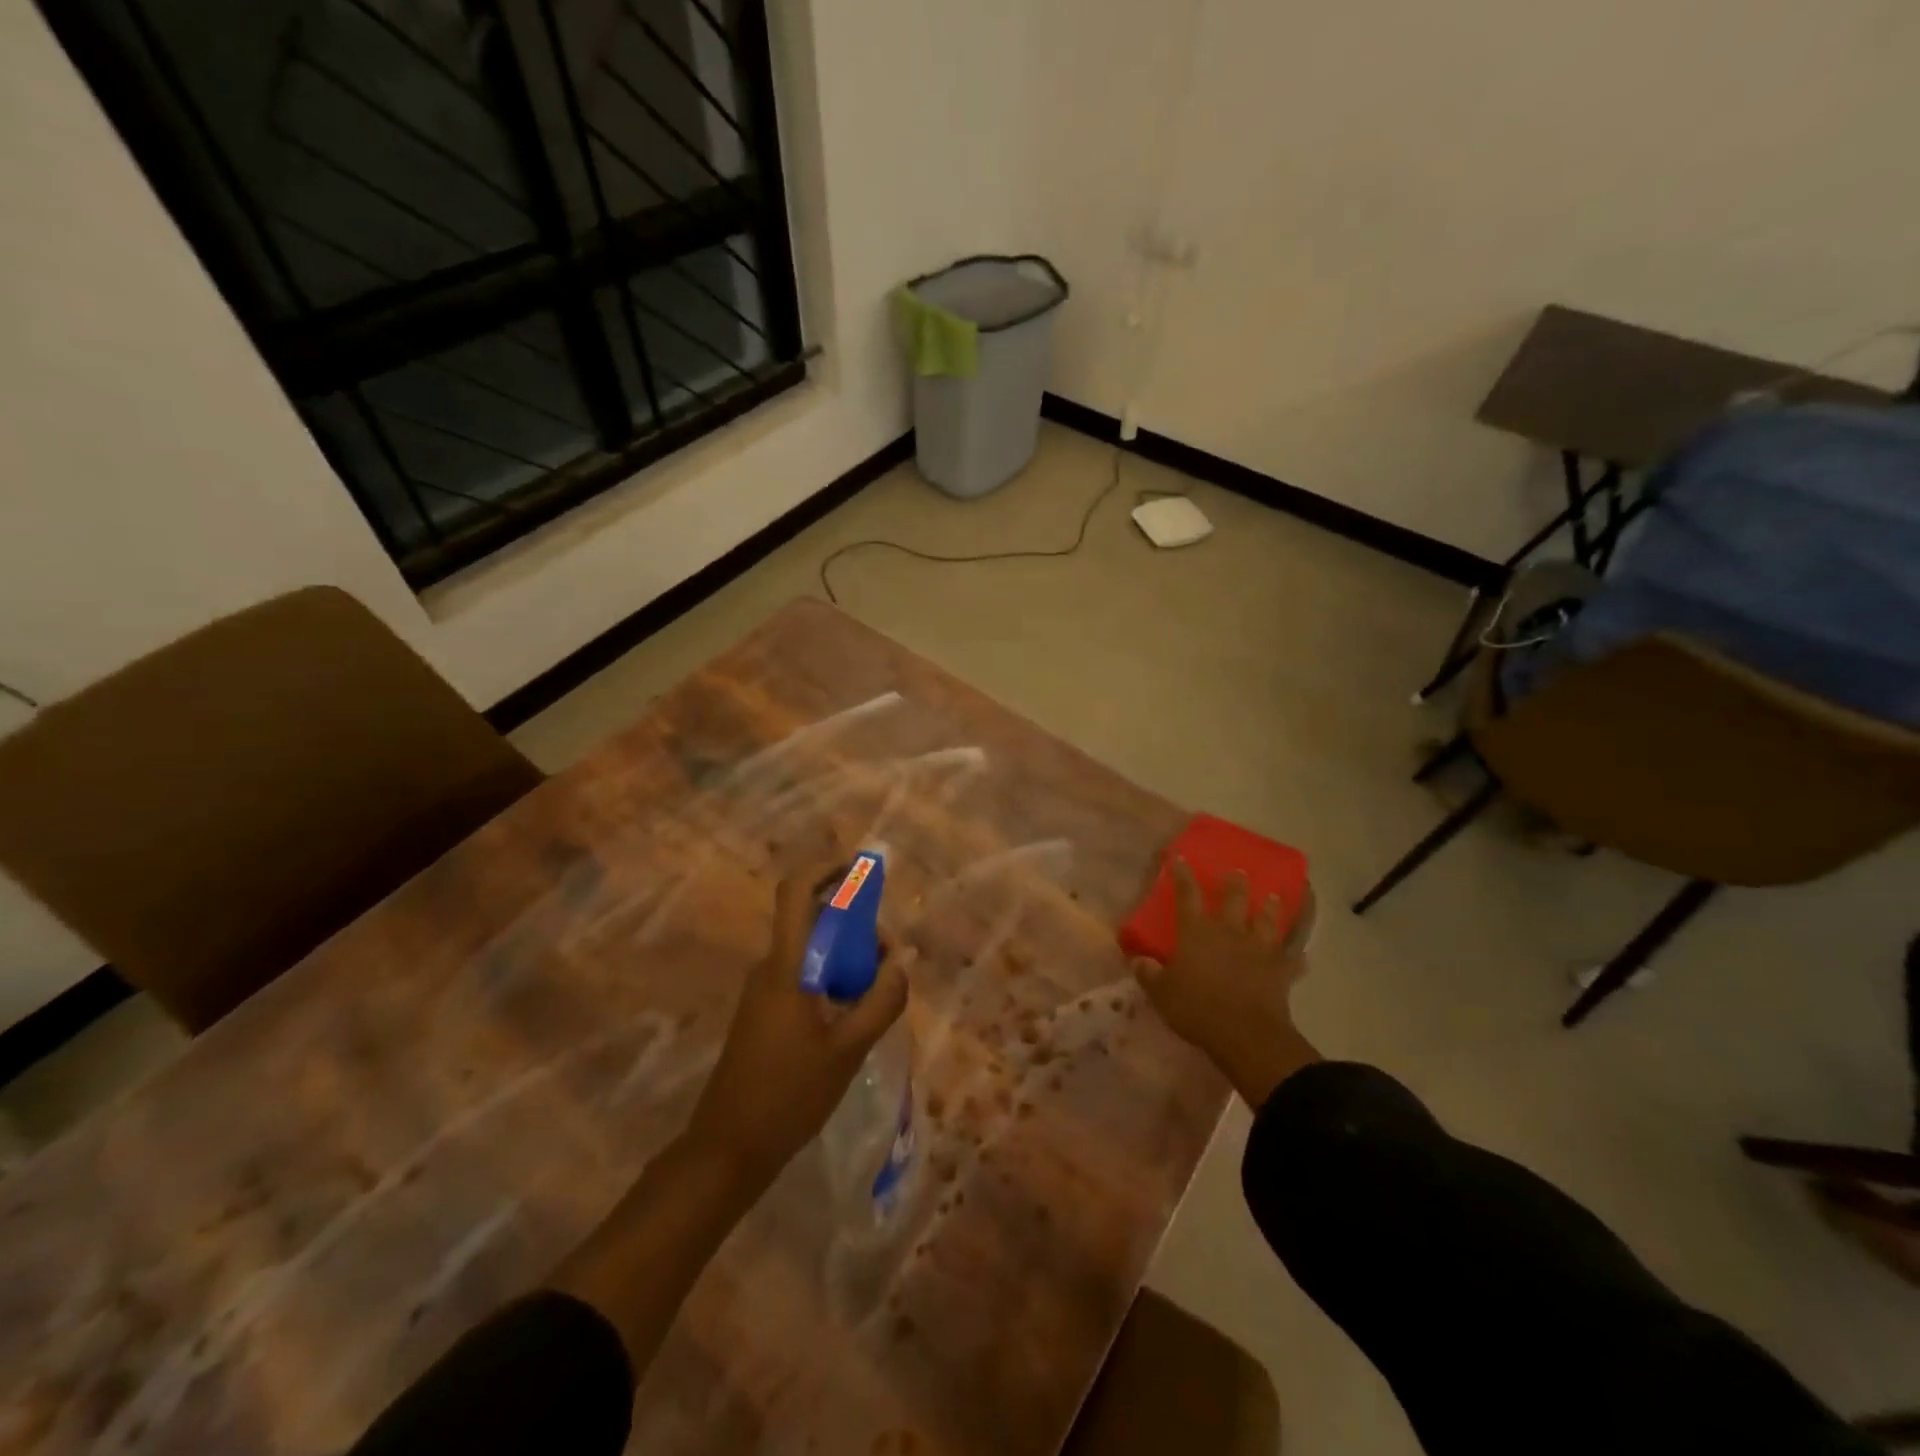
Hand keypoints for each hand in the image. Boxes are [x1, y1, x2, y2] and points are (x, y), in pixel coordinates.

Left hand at [688, 869, 909, 1189]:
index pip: (795, 893)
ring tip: (877, 988)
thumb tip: (899, 964)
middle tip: (887, 955)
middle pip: (810, 920)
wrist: (728, 1149)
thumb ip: (881, 1001)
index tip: (860, 869)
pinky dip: (831, 979)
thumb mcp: (848, 1050)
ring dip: (845, 955)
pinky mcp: (763, 1014)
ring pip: (809, 951)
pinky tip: (853, 1014)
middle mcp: (769, 968)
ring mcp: (762, 992)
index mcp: (785, 967)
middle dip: (853, 923)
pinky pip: (802, 976)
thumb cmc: (789, 1095)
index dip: (825, 869)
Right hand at [1131, 859, 1316, 1107]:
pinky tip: (1303, 956)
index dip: (1182, 875)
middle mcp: (1229, 932)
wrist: (1245, 1033)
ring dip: (1269, 908)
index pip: (1187, 895)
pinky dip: (1297, 957)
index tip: (1180, 859)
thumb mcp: (1162, 993)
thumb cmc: (1197, 1008)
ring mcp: (1259, 949)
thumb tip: (1139, 960)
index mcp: (1197, 932)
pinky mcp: (1281, 971)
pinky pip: (1292, 960)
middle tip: (1237, 871)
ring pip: (1266, 921)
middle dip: (1234, 883)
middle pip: (1234, 899)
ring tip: (1271, 897)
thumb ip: (1149, 974)